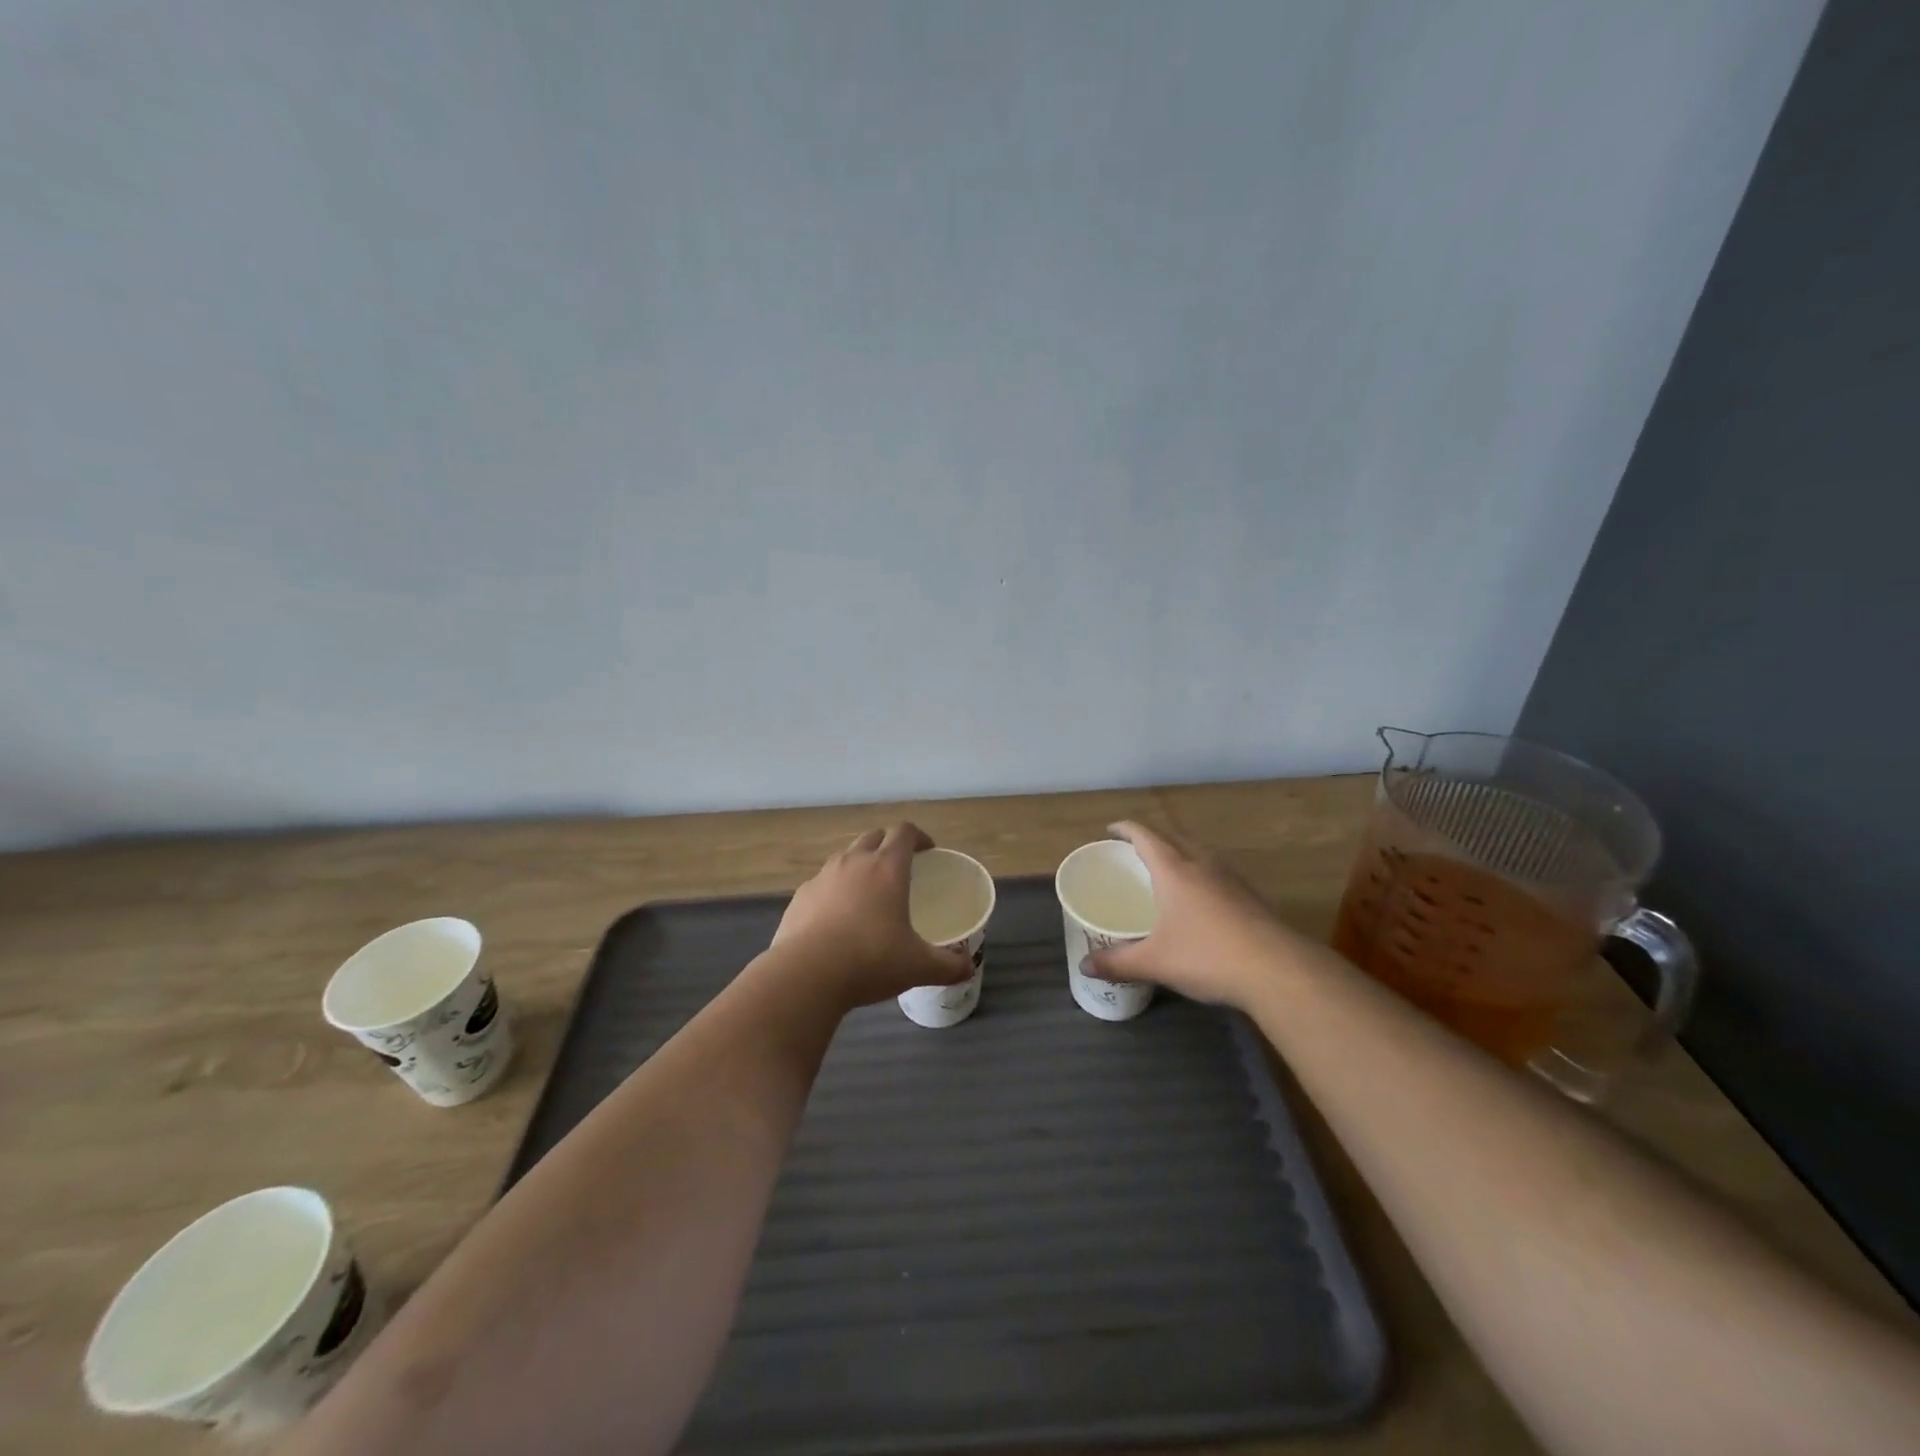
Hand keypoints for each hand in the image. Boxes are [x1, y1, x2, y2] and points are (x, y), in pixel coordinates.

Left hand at [770, 823, 972, 1011]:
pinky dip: (834, 891)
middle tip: (900, 868)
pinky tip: (836, 918)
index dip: (919, 836)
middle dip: (888, 844)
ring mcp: (823, 876)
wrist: (806, 975)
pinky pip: (822, 883)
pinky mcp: (800, 897)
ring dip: (859, 864)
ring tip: (868, 892)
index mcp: (888, 867)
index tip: (928, 851)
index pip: (904, 831)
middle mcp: (854, 861)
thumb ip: (948, 965)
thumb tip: (968, 968)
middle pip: (874, 836)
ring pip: (845, 856)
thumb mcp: (918, 966)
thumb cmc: (871, 960)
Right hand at [1084, 821, 1292, 1009]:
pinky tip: (1200, 902)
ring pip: (1199, 854)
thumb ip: (1117, 962)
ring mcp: (1231, 879)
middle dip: (1152, 839)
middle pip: (1173, 838)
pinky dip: (1201, 875)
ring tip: (1166, 873)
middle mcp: (1202, 864)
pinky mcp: (1251, 896)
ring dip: (1180, 854)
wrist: (1279, 970)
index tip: (1111, 829)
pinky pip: (1217, 873)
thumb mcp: (1155, 962)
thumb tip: (1084, 966)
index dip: (1125, 828)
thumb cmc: (1207, 956)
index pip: (1145, 836)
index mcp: (1174, 870)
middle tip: (1134, 853)